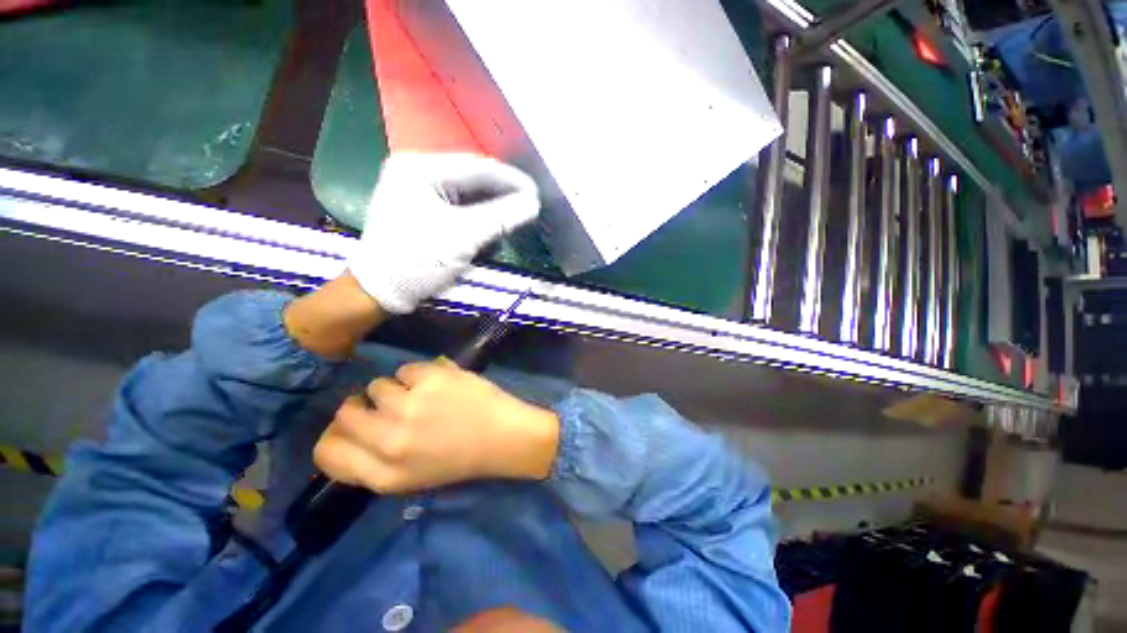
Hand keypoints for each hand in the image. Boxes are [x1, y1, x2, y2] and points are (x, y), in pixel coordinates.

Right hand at [313, 360, 559, 493]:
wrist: (503, 436)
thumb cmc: (460, 459)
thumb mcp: (410, 477)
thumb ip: (374, 460)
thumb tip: (348, 429)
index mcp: (383, 475)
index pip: (328, 451)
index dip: (336, 435)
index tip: (352, 425)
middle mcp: (389, 441)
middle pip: (347, 412)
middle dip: (363, 406)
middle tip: (389, 405)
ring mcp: (409, 405)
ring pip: (377, 386)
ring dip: (396, 389)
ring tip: (422, 397)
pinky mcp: (430, 379)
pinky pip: (406, 369)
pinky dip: (419, 375)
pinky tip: (439, 385)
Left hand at [348, 153, 539, 313]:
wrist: (380, 292)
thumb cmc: (418, 261)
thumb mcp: (464, 237)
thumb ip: (502, 217)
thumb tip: (533, 204)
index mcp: (420, 169)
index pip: (478, 167)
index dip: (512, 180)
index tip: (537, 194)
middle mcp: (418, 172)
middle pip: (473, 180)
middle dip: (502, 196)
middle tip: (529, 208)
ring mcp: (418, 191)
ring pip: (468, 195)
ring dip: (492, 209)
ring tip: (514, 220)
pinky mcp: (422, 211)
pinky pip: (459, 208)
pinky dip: (478, 219)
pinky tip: (492, 230)